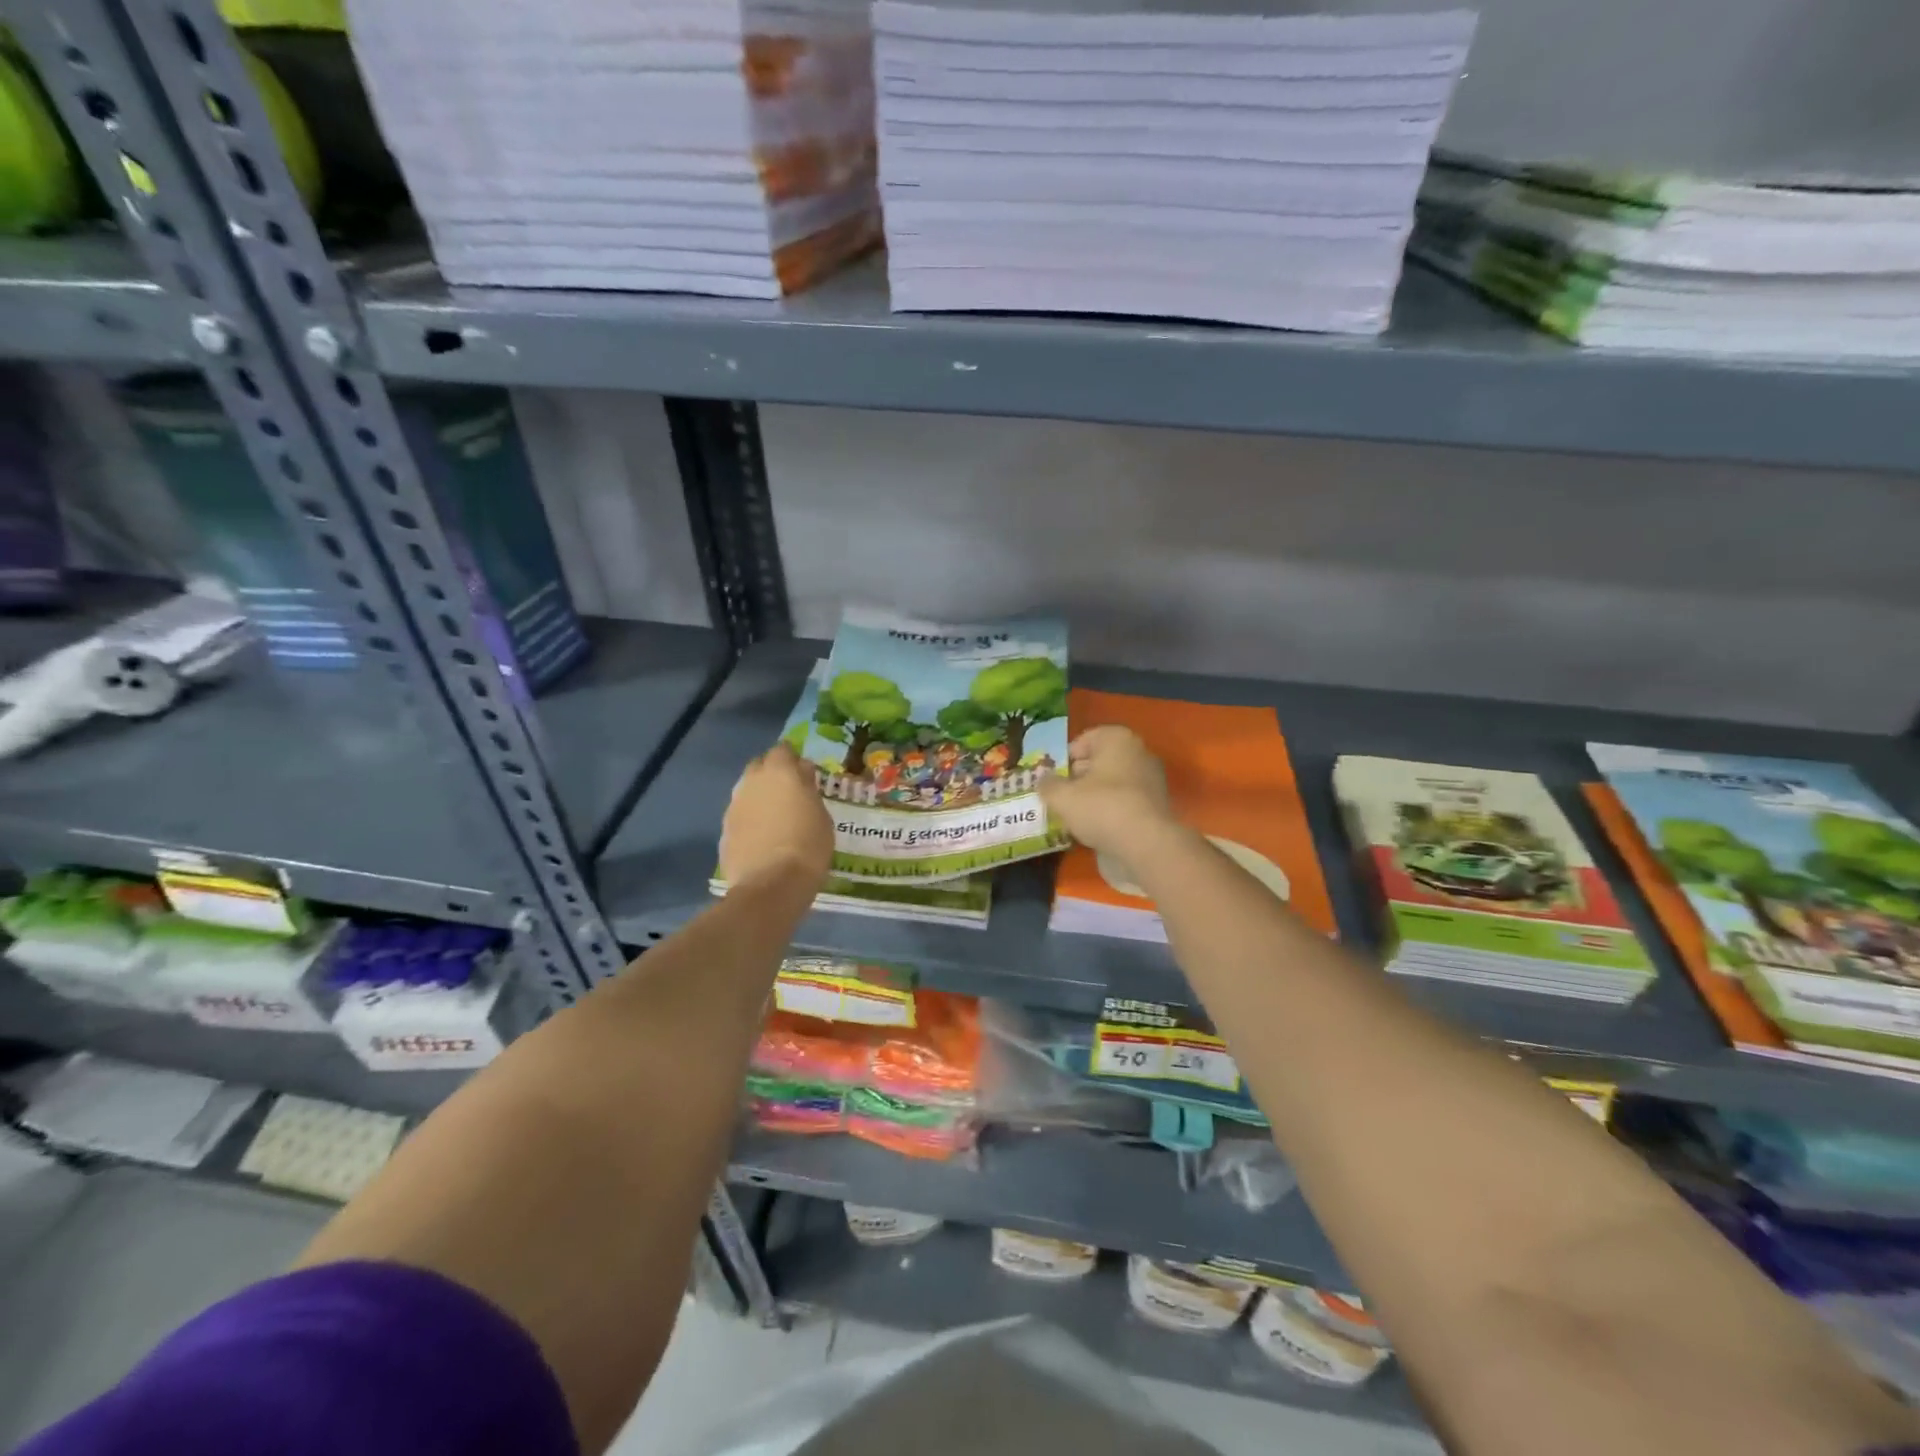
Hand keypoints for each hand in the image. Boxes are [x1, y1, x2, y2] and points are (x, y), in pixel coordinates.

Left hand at [720, 743, 832, 891]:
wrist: (771, 886)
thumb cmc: (808, 846)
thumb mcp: (822, 815)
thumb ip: (808, 790)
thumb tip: (802, 774)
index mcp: (779, 772)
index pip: (783, 750)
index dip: (793, 759)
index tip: (804, 773)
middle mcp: (752, 782)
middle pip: (759, 766)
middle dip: (772, 774)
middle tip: (790, 793)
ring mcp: (734, 806)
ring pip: (747, 792)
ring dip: (760, 798)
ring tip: (776, 818)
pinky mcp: (725, 830)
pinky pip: (741, 816)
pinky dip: (751, 821)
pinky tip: (763, 838)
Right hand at [1039, 726, 1175, 854]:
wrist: (1146, 845)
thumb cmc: (1101, 808)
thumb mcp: (1062, 797)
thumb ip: (1048, 785)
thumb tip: (1043, 780)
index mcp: (1118, 739)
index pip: (1085, 739)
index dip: (1065, 757)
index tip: (1053, 777)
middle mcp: (1139, 753)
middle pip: (1100, 761)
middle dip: (1078, 777)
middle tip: (1060, 796)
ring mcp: (1151, 781)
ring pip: (1112, 784)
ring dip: (1093, 796)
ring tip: (1073, 816)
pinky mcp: (1156, 807)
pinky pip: (1124, 803)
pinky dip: (1109, 812)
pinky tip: (1094, 829)